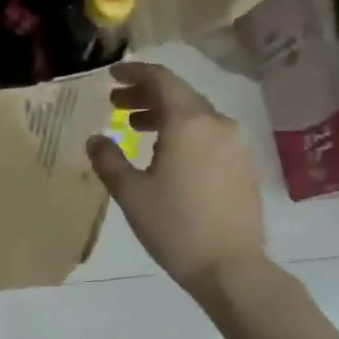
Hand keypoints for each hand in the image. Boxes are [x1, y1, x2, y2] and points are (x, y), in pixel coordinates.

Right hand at [87, 61, 266, 299]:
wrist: (229, 266)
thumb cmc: (174, 225)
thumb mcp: (130, 192)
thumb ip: (109, 159)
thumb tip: (96, 139)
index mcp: (189, 122)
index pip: (161, 80)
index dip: (134, 73)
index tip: (112, 75)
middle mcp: (217, 124)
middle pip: (180, 95)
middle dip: (145, 95)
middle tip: (116, 104)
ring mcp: (234, 146)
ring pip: (195, 116)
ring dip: (163, 115)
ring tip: (135, 128)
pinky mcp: (242, 167)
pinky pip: (207, 136)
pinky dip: (182, 134)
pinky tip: (164, 155)